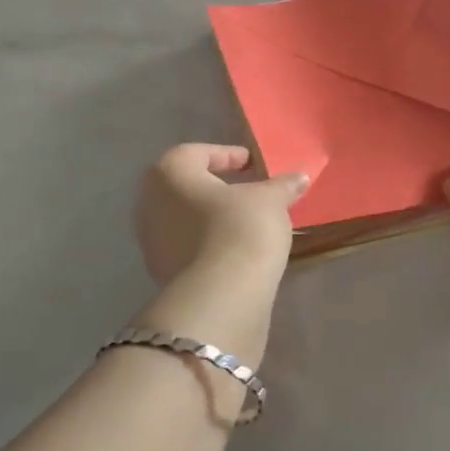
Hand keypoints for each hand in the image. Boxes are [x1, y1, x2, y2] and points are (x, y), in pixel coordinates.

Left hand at [136, 144, 309, 288]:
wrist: (221, 297)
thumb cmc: (241, 229)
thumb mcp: (271, 200)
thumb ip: (282, 185)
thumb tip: (299, 177)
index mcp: (170, 173)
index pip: (195, 153)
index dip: (226, 155)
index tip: (251, 165)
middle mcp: (150, 203)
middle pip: (184, 186)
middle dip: (214, 188)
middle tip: (246, 192)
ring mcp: (151, 242)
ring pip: (184, 219)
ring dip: (210, 218)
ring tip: (245, 223)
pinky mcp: (162, 274)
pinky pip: (187, 248)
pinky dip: (208, 244)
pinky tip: (235, 251)